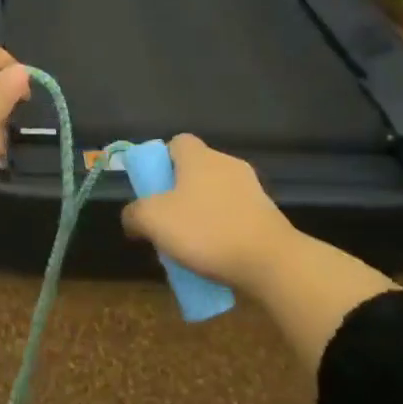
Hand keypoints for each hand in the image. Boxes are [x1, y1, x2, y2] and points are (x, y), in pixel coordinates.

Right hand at [121, 135, 300, 295]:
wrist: (270, 261)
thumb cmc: (206, 231)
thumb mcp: (152, 221)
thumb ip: (134, 214)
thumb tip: (132, 217)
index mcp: (199, 157)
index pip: (177, 142)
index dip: (160, 161)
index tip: (152, 188)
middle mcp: (227, 164)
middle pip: (195, 170)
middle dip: (178, 192)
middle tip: (165, 220)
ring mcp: (251, 189)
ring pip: (215, 194)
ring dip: (200, 212)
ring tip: (188, 244)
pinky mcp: (266, 214)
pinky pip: (233, 215)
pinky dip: (221, 229)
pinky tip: (214, 254)